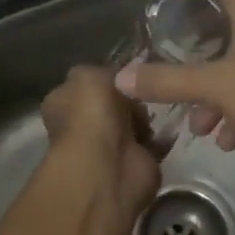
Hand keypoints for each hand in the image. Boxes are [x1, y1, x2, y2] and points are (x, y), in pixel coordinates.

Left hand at [39, 66, 162, 220]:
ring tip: (160, 105)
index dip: (107, 78)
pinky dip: (163, 138)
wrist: (108, 164)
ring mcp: (108, 146)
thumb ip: (102, 71)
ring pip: (133, 123)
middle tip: (147, 89)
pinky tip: (170, 125)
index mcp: (63, 102)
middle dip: (131, 98)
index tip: (129, 72)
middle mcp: (82, 125)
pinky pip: (152, 144)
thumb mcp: (88, 74)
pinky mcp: (134, 163)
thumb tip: (116, 78)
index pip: (86, 85)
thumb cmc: (91, 113)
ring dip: (147, 117)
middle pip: (113, 104)